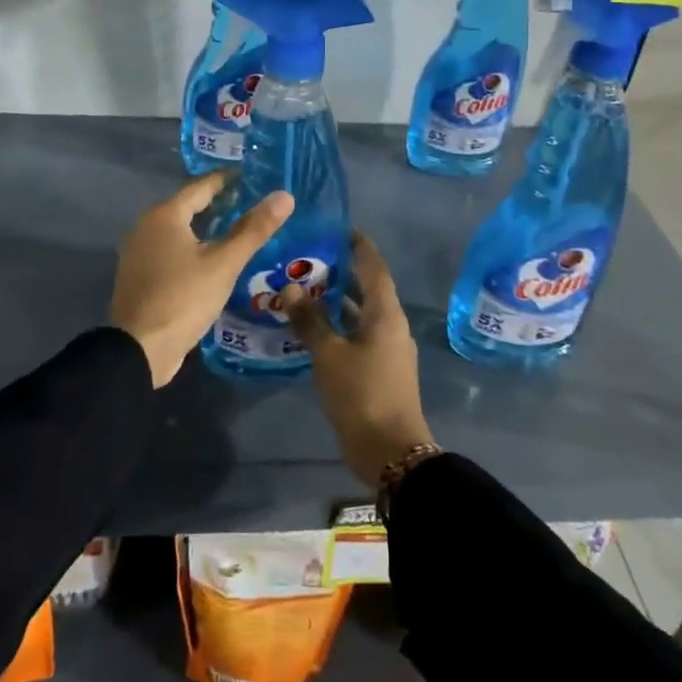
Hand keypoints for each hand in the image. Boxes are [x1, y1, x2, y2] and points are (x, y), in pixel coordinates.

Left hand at [110, 171, 293, 387]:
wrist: (139, 350)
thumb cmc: (183, 298)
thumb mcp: (224, 264)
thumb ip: (253, 229)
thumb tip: (284, 196)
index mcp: (164, 215)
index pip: (201, 186)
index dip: (227, 180)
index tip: (252, 176)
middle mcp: (146, 226)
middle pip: (187, 206)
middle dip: (218, 204)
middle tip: (251, 203)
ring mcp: (139, 253)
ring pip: (178, 230)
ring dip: (205, 228)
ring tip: (238, 230)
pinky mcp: (140, 276)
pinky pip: (170, 250)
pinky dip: (192, 248)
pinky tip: (213, 260)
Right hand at [285, 234, 435, 487]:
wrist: (391, 453)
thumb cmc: (361, 394)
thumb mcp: (329, 354)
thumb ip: (310, 320)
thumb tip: (290, 288)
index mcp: (385, 314)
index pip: (374, 267)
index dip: (358, 246)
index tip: (338, 229)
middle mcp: (391, 325)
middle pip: (367, 289)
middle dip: (341, 272)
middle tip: (309, 258)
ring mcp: (388, 349)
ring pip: (361, 314)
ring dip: (337, 302)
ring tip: (304, 289)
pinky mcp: (380, 370)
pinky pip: (358, 335)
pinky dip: (339, 326)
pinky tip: (313, 328)